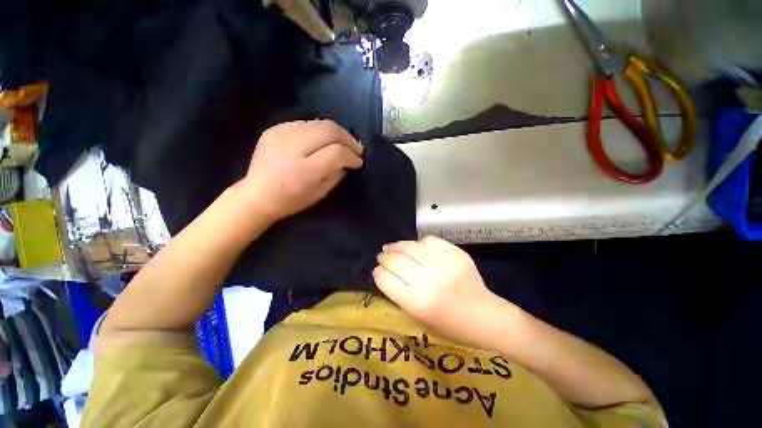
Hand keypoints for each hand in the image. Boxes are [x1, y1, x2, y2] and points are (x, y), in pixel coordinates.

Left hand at [238, 120, 362, 221]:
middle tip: (355, 147)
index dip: (352, 155)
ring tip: (341, 142)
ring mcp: (280, 135)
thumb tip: (348, 161)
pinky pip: (303, 123)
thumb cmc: (291, 200)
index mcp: (304, 171)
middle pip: (329, 130)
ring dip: (335, 132)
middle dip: (347, 138)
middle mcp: (292, 149)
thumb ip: (336, 175)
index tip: (358, 161)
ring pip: (317, 123)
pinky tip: (321, 140)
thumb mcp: (319, 193)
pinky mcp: (273, 130)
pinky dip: (317, 130)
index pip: (337, 152)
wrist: (256, 195)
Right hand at [374, 236, 510, 346]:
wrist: (485, 316)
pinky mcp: (456, 253)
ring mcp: (444, 264)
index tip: (377, 270)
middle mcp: (429, 280)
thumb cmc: (448, 324)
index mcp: (417, 302)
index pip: (386, 279)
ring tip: (392, 247)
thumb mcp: (418, 316)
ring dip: (397, 245)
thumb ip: (398, 293)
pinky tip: (416, 247)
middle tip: (382, 255)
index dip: (378, 273)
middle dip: (384, 256)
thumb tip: (382, 272)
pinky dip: (419, 243)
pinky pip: (429, 240)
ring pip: (410, 246)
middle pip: (395, 260)